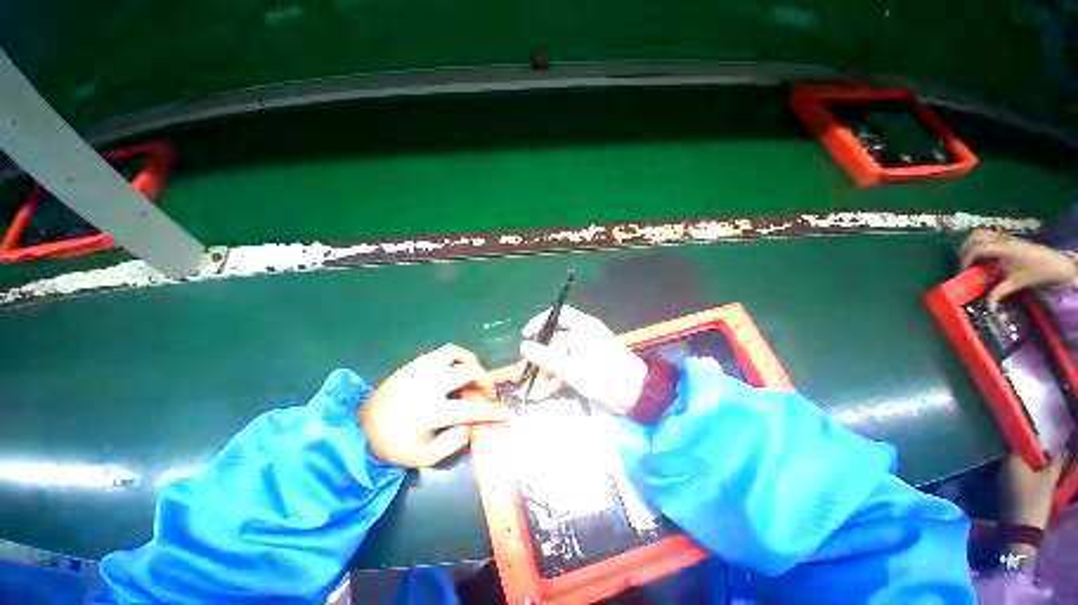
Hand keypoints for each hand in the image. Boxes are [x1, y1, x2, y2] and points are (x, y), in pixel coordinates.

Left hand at [359, 345, 507, 467]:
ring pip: (457, 353)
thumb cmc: (394, 445)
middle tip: (488, 393)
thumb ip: (453, 442)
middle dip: (486, 382)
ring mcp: (422, 369)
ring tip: (474, 373)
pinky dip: (458, 356)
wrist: (361, 427)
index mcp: (430, 411)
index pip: (470, 409)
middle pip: (468, 373)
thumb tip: (472, 425)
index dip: (491, 411)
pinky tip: (458, 368)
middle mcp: (429, 385)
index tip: (505, 412)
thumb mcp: (424, 456)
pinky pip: (444, 351)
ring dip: (472, 362)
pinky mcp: (416, 362)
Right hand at [519, 306, 646, 413]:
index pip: (558, 315)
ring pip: (558, 358)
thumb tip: (523, 346)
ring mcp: (585, 353)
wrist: (637, 397)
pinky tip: (542, 394)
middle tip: (521, 373)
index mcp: (583, 327)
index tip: (526, 336)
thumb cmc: (604, 376)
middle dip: (538, 359)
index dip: (540, 323)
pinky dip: (555, 381)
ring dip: (544, 374)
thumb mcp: (570, 368)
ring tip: (528, 390)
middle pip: (554, 342)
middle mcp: (583, 336)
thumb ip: (545, 357)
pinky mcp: (587, 368)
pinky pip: (566, 370)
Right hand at [960, 229, 1074, 305]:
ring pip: (979, 233)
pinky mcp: (1007, 238)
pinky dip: (979, 242)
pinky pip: (987, 235)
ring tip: (969, 258)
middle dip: (965, 249)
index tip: (962, 272)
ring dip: (970, 243)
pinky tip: (982, 254)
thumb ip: (1000, 292)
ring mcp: (1005, 237)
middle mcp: (1002, 239)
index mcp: (1003, 248)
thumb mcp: (1018, 283)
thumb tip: (988, 305)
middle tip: (963, 264)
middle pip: (974, 236)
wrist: (1057, 263)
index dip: (965, 259)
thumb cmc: (1037, 272)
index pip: (977, 248)